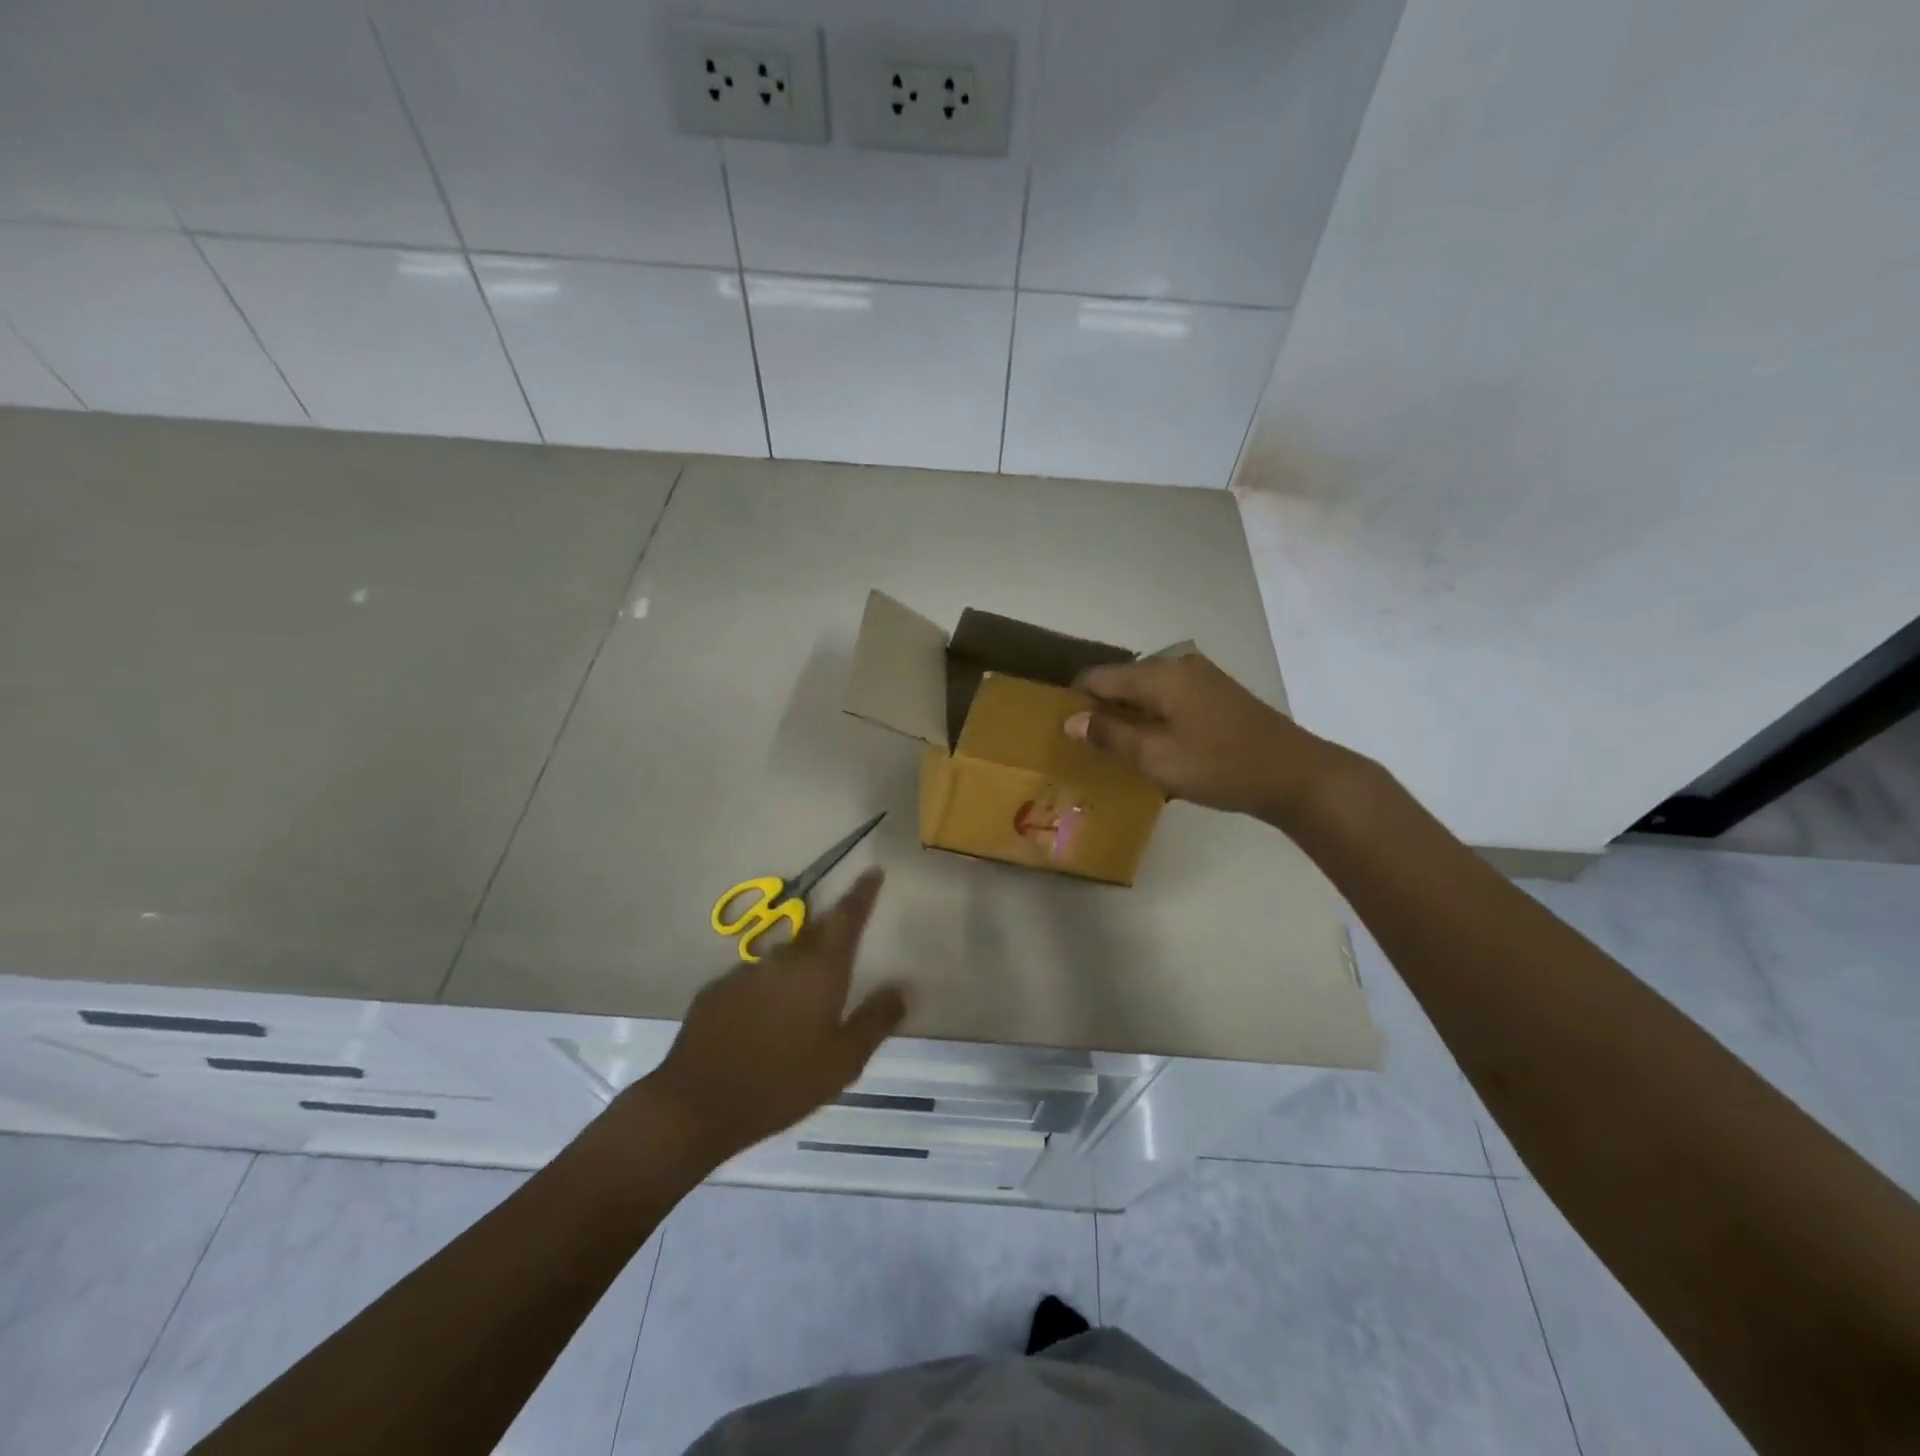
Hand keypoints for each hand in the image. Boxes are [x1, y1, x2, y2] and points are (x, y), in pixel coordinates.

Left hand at [642, 869, 906, 1164]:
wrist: (696, 1105)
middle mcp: (783, 960)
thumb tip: (903, 988)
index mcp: (820, 970)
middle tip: (841, 953)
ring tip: (799, 1005)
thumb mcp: (843, 1062)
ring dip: (795, 969)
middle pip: (813, 934)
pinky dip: (764, 992)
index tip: (872, 870)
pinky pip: (751, 981)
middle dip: (829, 934)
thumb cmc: (782, 1084)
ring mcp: (745, 972)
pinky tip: (761, 1024)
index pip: (846, 917)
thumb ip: (876, 1020)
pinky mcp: (716, 991)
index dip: (861, 893)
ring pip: (781, 960)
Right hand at [1063, 653, 1346, 822]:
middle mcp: (1177, 666)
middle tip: (1087, 749)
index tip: (1062, 732)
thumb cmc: (1220, 766)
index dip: (1074, 701)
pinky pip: (1168, 701)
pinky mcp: (1216, 695)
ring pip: (1145, 693)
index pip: (1097, 677)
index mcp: (1159, 675)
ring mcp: (1200, 679)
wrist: (1295, 775)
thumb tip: (1071, 720)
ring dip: (1128, 718)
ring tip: (1117, 753)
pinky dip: (1153, 720)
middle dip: (1100, 711)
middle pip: (1121, 682)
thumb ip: (1110, 736)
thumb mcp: (1157, 757)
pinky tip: (1155, 749)